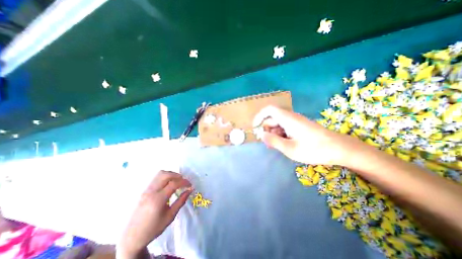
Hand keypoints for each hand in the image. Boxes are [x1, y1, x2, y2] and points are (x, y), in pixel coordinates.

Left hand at [118, 171, 193, 257]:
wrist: (132, 237)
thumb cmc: (154, 228)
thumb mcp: (170, 216)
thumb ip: (181, 201)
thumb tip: (190, 190)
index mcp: (158, 199)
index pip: (174, 183)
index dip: (184, 182)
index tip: (190, 185)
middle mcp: (151, 191)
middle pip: (166, 174)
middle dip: (177, 176)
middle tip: (183, 182)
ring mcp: (146, 190)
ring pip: (160, 174)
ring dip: (171, 174)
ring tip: (177, 181)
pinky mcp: (144, 190)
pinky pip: (156, 178)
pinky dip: (165, 177)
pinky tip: (169, 184)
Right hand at [255, 105, 362, 164]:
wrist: (339, 149)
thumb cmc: (314, 149)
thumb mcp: (290, 148)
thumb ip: (274, 141)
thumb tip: (261, 135)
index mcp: (288, 119)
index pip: (269, 110)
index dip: (259, 116)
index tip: (255, 127)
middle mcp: (291, 117)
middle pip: (272, 118)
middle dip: (267, 130)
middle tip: (267, 143)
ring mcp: (296, 122)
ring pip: (279, 124)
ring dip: (274, 134)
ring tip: (277, 146)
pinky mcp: (299, 126)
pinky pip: (285, 128)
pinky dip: (281, 135)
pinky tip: (285, 144)